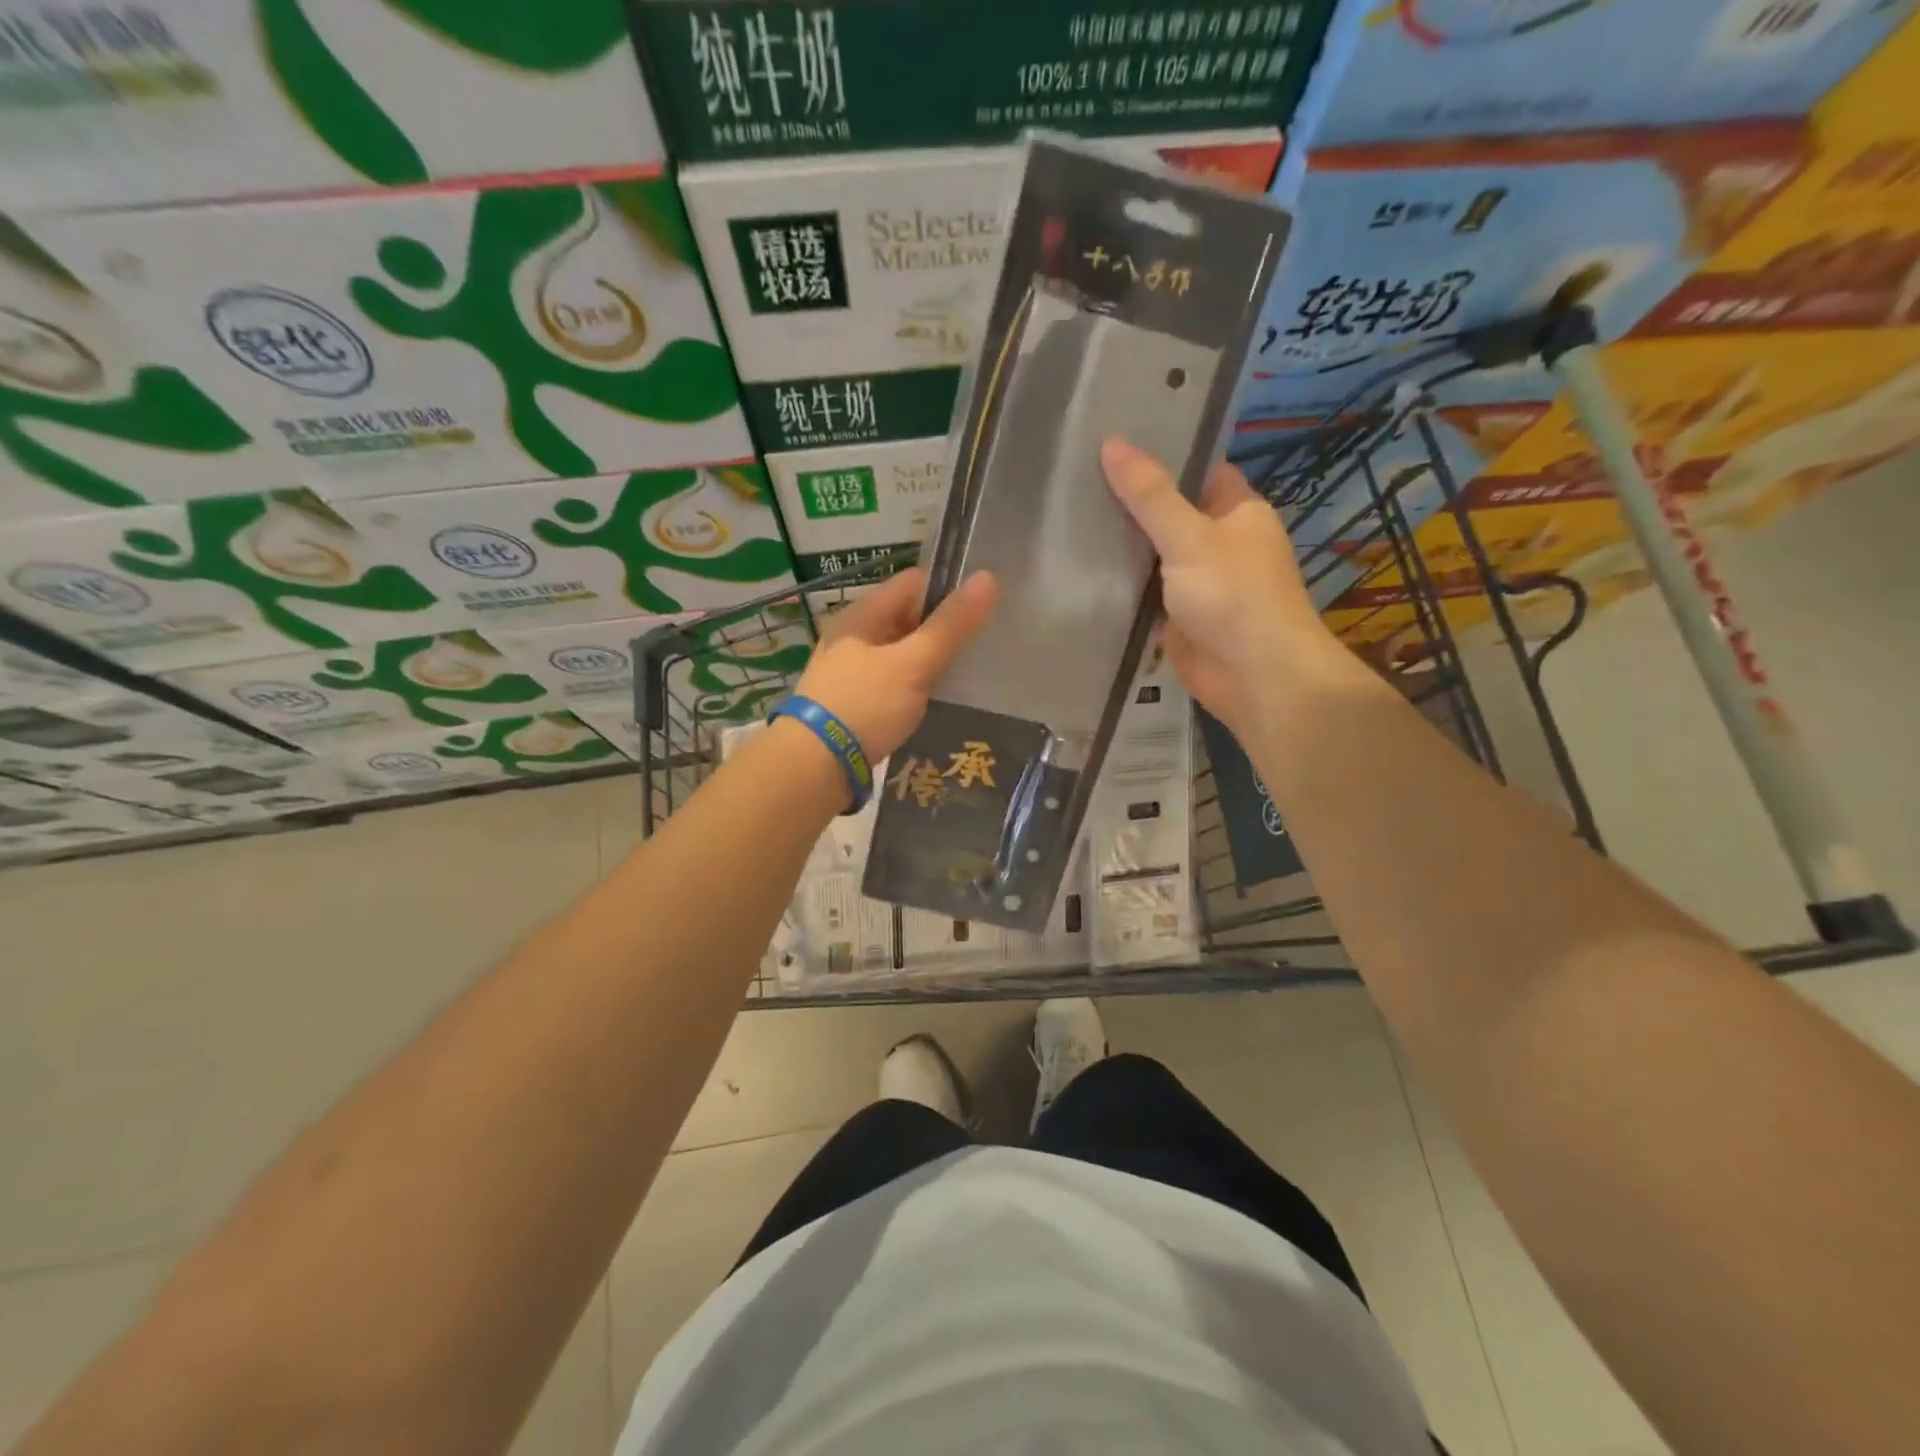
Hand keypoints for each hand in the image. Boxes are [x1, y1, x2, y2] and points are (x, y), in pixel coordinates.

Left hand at [792, 566, 997, 762]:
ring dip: (927, 661)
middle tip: (979, 647)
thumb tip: (988, 578)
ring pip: (898, 654)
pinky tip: (932, 703)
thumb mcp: (914, 664)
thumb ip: (951, 626)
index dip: (947, 591)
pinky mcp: (851, 703)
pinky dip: (912, 687)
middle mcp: (852, 637)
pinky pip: (890, 683)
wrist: (814, 766)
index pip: (912, 583)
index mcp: (862, 615)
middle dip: (940, 629)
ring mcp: (848, 671)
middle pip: (905, 618)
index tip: (980, 612)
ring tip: (963, 677)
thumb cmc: (865, 706)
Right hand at [1102, 437, 1342, 736]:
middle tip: (1075, 478)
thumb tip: (1112, 443)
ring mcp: (1197, 583)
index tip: (1112, 442)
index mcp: (1237, 512)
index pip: (1197, 470)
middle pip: (1170, 514)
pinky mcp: (1178, 619)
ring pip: (1153, 556)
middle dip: (1130, 503)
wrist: (1255, 677)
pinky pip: (1144, 595)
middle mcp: (1219, 543)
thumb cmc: (1234, 596)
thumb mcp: (1190, 537)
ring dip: (1121, 547)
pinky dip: (1120, 587)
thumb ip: (1150, 495)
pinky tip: (1079, 571)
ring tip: (1066, 516)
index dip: (1161, 454)